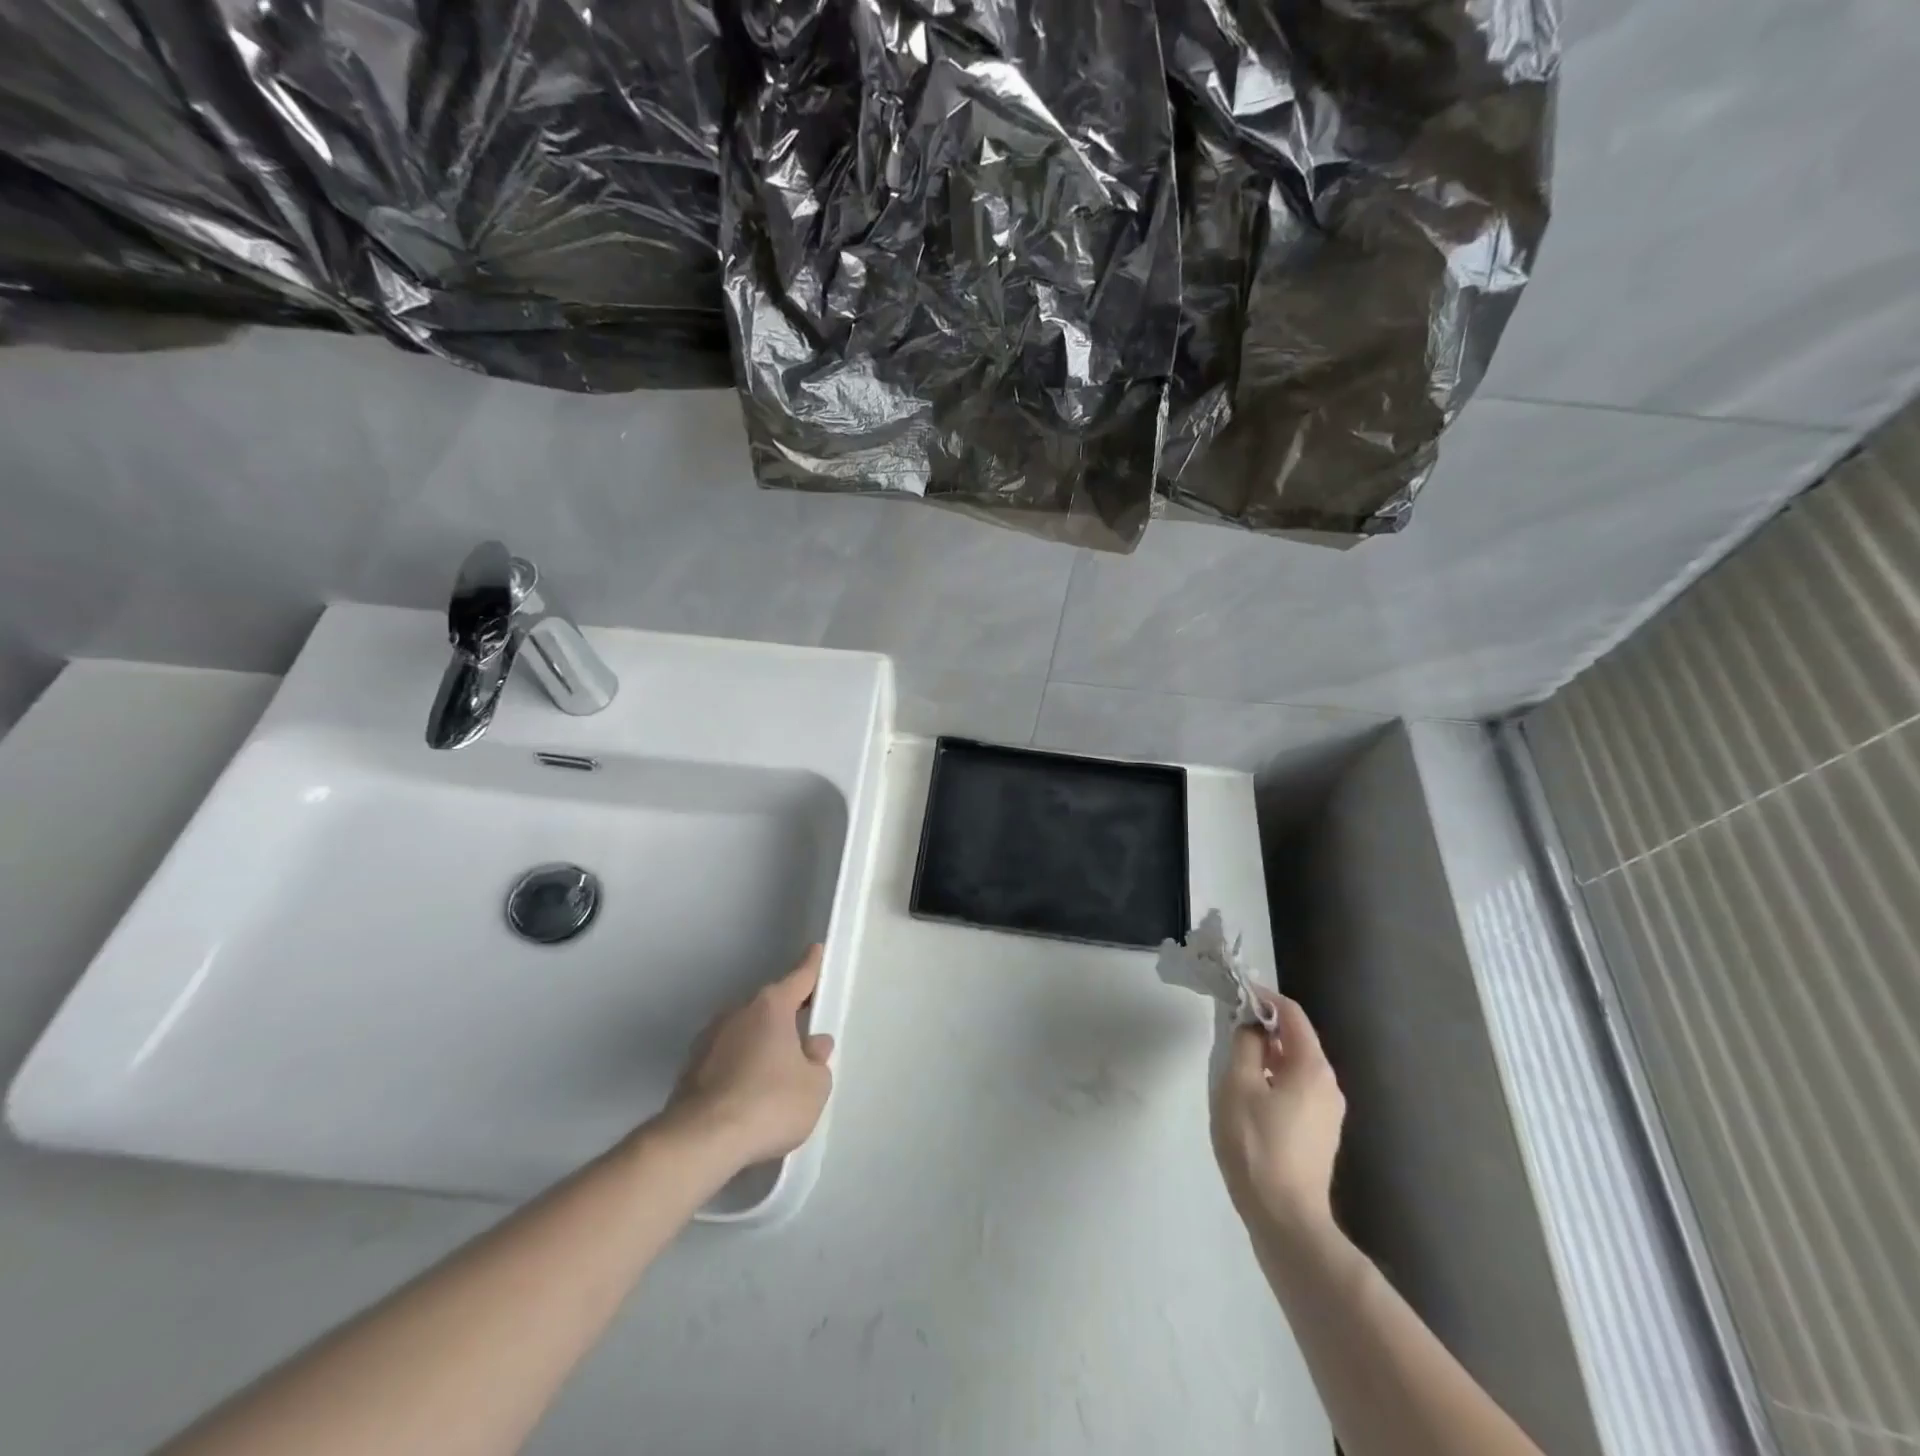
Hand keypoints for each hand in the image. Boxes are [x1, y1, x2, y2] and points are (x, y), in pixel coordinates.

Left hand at [663, 945, 835, 1169]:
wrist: (700, 1142)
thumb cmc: (768, 1104)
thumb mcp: (814, 1086)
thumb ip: (818, 1060)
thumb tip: (813, 1045)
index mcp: (771, 1007)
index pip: (799, 977)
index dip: (811, 966)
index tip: (815, 950)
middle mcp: (737, 1012)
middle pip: (770, 1007)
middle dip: (786, 1018)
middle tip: (804, 1036)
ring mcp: (709, 1039)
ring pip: (745, 1033)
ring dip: (760, 1044)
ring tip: (775, 1075)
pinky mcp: (690, 1069)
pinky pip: (726, 1058)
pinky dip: (739, 1068)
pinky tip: (748, 1096)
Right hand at [1211, 991, 1344, 1238]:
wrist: (1286, 1219)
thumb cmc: (1256, 1144)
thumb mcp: (1237, 1085)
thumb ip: (1244, 1045)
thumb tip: (1250, 1026)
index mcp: (1312, 1067)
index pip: (1291, 1014)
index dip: (1263, 997)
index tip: (1235, 992)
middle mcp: (1328, 1085)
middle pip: (1296, 1039)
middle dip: (1264, 1026)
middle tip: (1229, 1026)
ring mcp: (1328, 1112)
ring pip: (1296, 1066)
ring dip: (1267, 1054)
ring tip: (1235, 1059)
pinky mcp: (1320, 1134)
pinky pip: (1297, 1090)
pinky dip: (1275, 1078)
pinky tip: (1250, 1095)